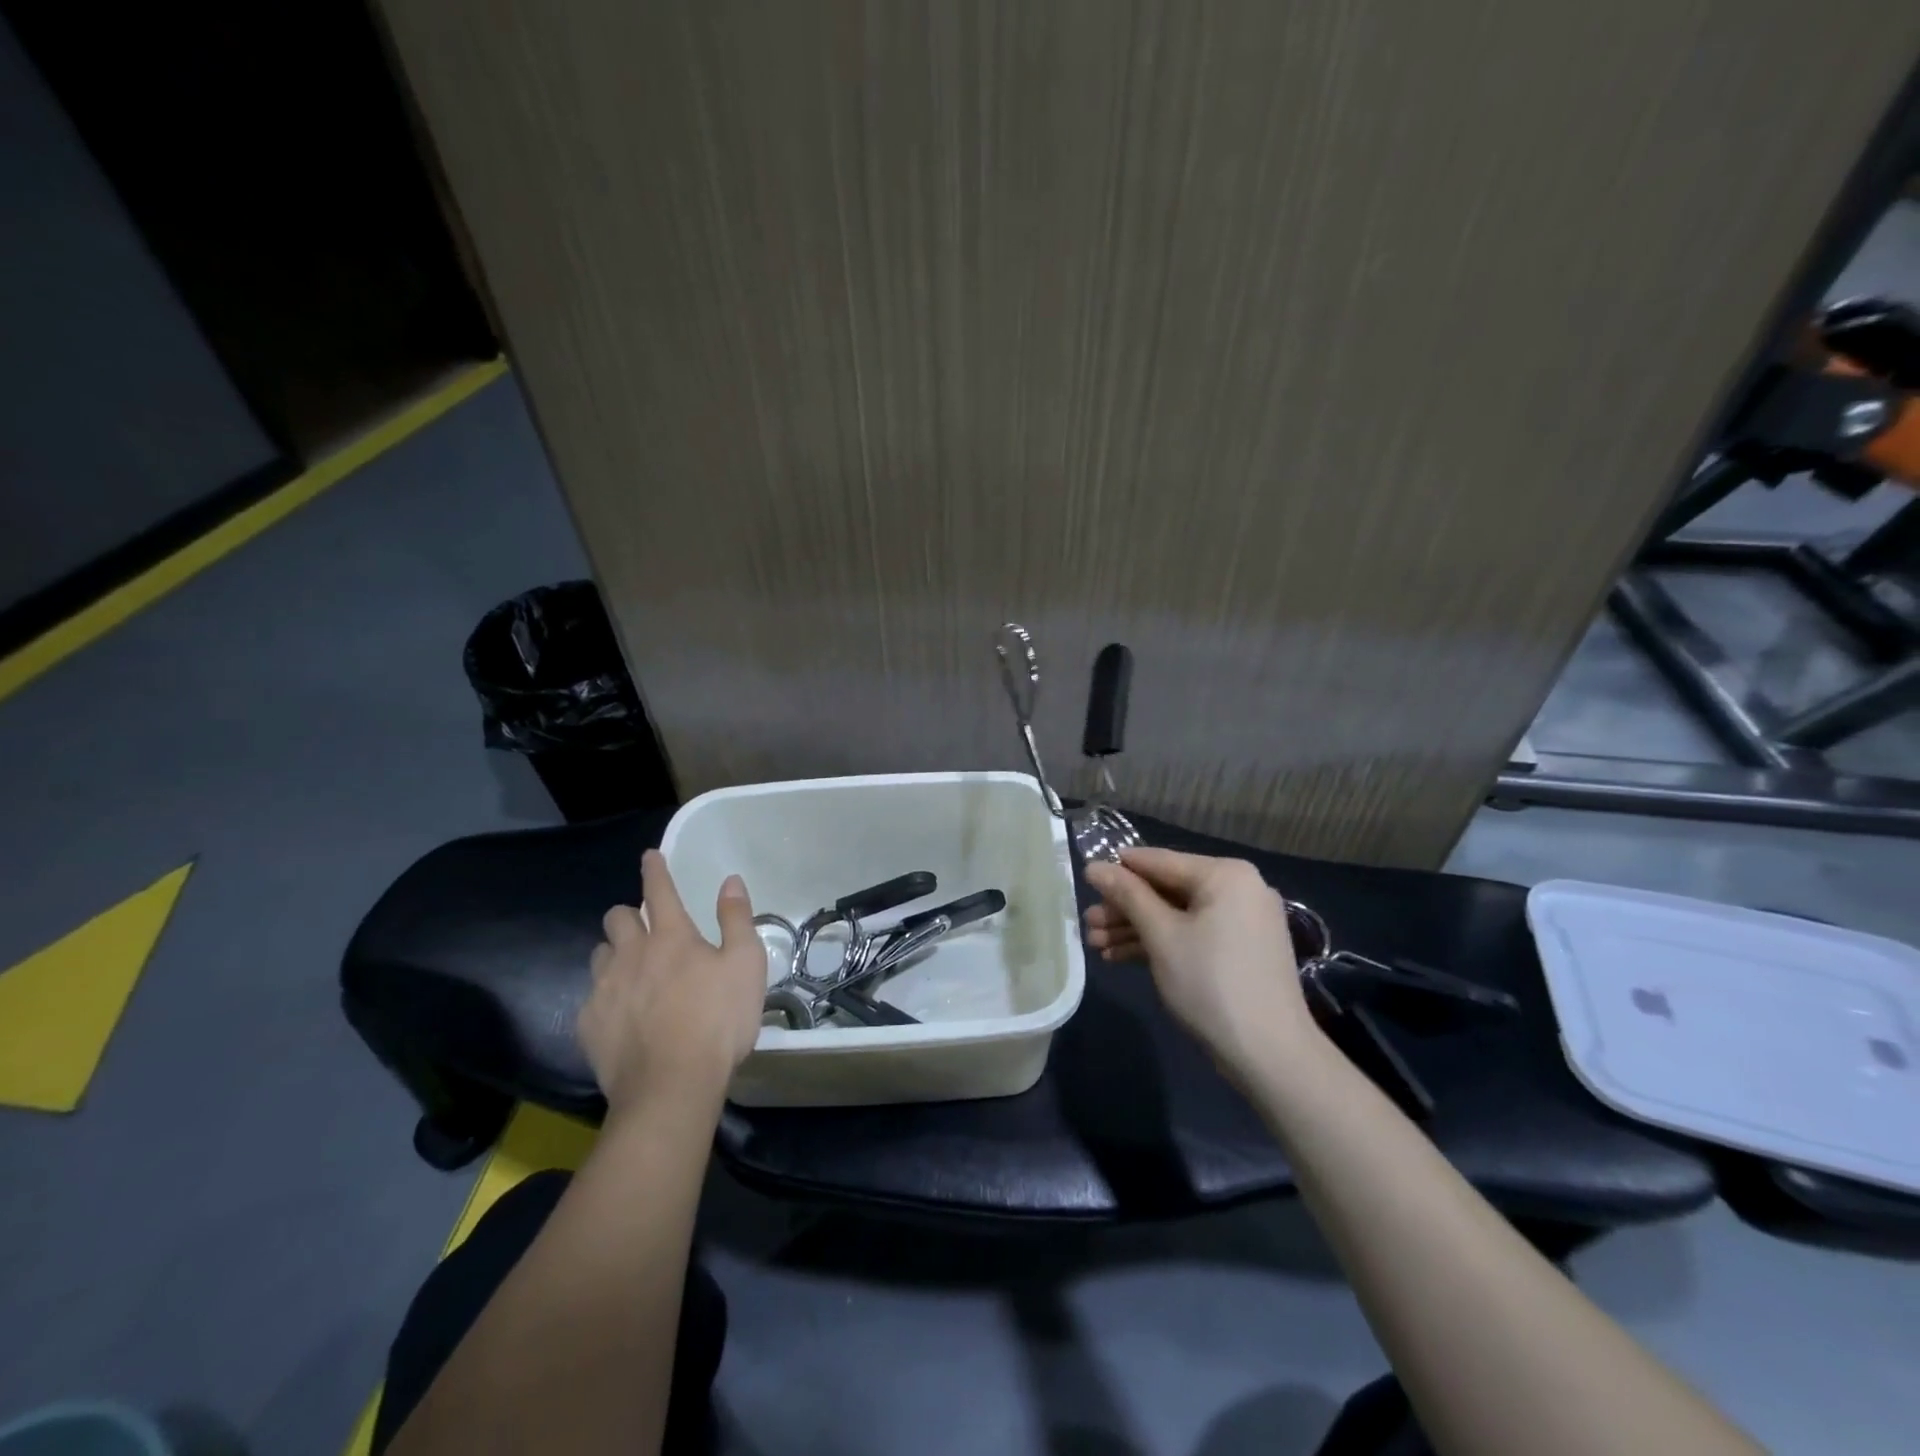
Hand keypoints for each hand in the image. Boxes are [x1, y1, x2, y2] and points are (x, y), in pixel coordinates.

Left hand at [579, 850, 765, 1116]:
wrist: (671, 1086)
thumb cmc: (718, 1021)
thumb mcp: (746, 965)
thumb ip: (737, 919)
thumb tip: (730, 881)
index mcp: (671, 936)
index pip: (659, 890)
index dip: (655, 869)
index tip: (649, 855)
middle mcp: (632, 954)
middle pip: (617, 918)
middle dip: (629, 914)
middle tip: (646, 928)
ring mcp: (605, 989)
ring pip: (599, 954)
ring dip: (614, 953)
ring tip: (630, 969)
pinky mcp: (589, 1024)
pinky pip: (591, 997)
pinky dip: (605, 996)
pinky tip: (621, 1014)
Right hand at [1083, 847, 1315, 1077]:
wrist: (1270, 1055)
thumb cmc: (1210, 983)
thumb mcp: (1161, 935)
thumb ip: (1127, 895)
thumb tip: (1094, 866)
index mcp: (1225, 875)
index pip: (1159, 861)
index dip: (1118, 870)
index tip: (1083, 880)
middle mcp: (1237, 889)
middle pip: (1166, 890)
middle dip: (1124, 909)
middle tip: (1087, 924)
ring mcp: (1241, 921)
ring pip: (1177, 915)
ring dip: (1135, 929)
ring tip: (1095, 945)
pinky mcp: (1239, 950)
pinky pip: (1192, 934)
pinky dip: (1160, 943)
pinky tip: (1120, 957)